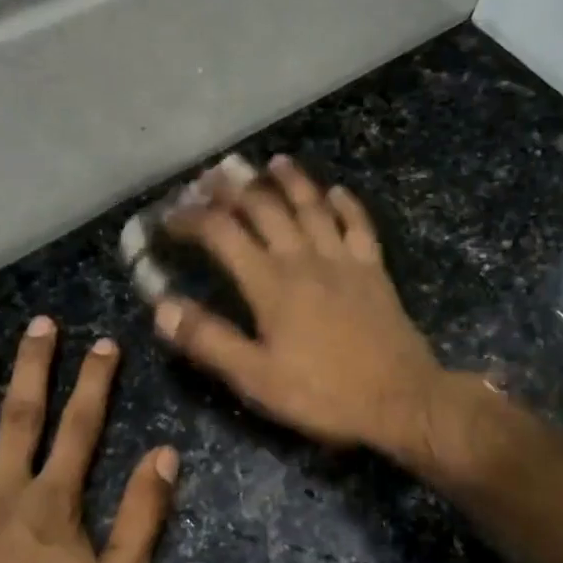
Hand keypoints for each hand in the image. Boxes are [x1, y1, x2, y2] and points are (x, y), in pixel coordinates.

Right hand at [154, 155, 444, 454]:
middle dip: (234, 188)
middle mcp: (304, 258)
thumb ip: (208, 340)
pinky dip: (346, 204)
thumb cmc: (322, 394)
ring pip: (312, 206)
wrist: (400, 399)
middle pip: (265, 208)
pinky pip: (358, 225)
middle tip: (212, 176)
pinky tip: (337, 191)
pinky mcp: (374, 270)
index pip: (222, 233)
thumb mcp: (255, 378)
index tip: (169, 217)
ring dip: (290, 181)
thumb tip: (162, 305)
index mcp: (270, 283)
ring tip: (273, 163)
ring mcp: (344, 260)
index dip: (191, 219)